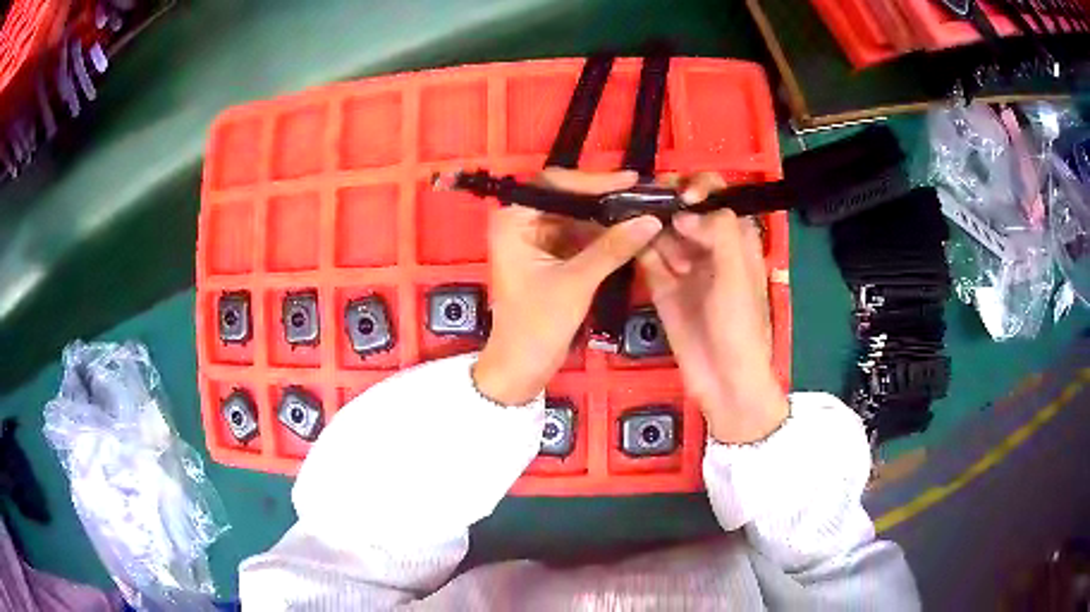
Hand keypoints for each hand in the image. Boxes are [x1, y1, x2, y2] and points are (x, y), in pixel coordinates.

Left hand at [473, 169, 662, 405]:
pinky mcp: (552, 256)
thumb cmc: (537, 324)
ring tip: (644, 208)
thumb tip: (651, 219)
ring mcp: (538, 239)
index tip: (630, 182)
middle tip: (644, 193)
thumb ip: (612, 248)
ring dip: (608, 215)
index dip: (592, 181)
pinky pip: (581, 235)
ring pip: (578, 216)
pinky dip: (604, 234)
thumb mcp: (576, 282)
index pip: (553, 184)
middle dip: (604, 198)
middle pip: (568, 197)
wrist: (522, 367)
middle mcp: (522, 222)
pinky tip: (632, 230)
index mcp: (513, 221)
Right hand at [638, 173, 788, 443]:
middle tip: (643, 198)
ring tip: (628, 214)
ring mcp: (685, 266)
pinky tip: (625, 236)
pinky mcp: (663, 286)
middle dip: (666, 200)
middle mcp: (710, 247)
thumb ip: (718, 232)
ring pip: (663, 230)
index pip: (718, 198)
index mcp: (737, 240)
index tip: (682, 198)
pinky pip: (648, 258)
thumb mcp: (738, 274)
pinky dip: (638, 246)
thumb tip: (683, 212)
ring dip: (648, 221)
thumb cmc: (740, 326)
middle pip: (685, 210)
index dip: (700, 189)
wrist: (724, 380)